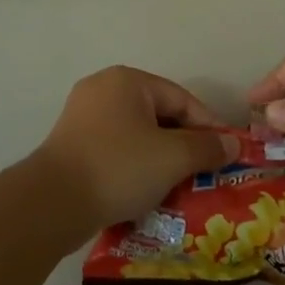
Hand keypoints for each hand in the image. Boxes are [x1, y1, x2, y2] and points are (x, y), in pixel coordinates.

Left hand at [33, 66, 240, 228]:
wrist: (52, 203)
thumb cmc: (118, 167)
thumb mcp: (172, 157)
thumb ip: (207, 147)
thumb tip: (233, 144)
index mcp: (127, 80)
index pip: (181, 99)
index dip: (209, 126)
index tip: (227, 153)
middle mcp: (103, 89)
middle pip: (159, 115)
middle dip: (184, 145)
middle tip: (205, 172)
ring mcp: (83, 117)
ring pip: (138, 135)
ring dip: (160, 159)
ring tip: (180, 185)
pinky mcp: (72, 145)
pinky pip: (116, 150)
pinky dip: (135, 167)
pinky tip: (147, 191)